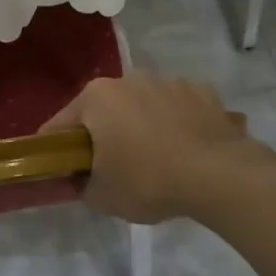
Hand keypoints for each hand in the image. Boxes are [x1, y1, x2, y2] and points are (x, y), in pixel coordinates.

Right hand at [42, 73, 262, 223]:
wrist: (219, 175)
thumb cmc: (148, 180)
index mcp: (96, 97)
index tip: (60, 169)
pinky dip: (177, 123)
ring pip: (143, 106)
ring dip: (142, 125)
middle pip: (104, 110)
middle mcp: (129, 79)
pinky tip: (186, 150)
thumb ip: (81, 183)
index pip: (60, 125)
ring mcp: (169, 82)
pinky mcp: (203, 92)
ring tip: (156, 160)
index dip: (55, 150)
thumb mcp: (101, 196)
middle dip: (103, 134)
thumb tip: (82, 177)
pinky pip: (178, 108)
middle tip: (111, 169)